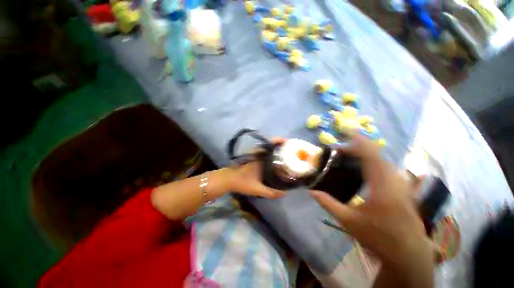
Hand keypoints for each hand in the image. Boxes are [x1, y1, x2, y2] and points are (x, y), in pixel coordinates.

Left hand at [218, 138, 286, 198]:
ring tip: (283, 153)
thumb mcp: (257, 189)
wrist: (227, 179)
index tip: (287, 142)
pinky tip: (273, 160)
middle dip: (279, 144)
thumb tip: (284, 193)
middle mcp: (257, 153)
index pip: (270, 144)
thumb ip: (271, 192)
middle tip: (288, 149)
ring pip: (265, 148)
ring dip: (274, 148)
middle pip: (269, 144)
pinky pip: (262, 152)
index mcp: (259, 157)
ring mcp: (253, 154)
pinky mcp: (251, 157)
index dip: (279, 140)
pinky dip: (269, 152)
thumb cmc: (241, 182)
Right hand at [310, 134, 433, 284]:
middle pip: (377, 155)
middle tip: (342, 149)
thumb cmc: (379, 237)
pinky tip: (366, 169)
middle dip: (359, 147)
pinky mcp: (404, 190)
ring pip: (384, 161)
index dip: (359, 141)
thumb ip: (328, 204)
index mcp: (382, 186)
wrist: (408, 254)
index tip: (347, 131)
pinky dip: (375, 162)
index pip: (371, 155)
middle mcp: (394, 181)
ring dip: (367, 154)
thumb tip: (312, 191)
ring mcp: (402, 185)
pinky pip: (388, 169)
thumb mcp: (349, 221)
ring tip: (351, 155)